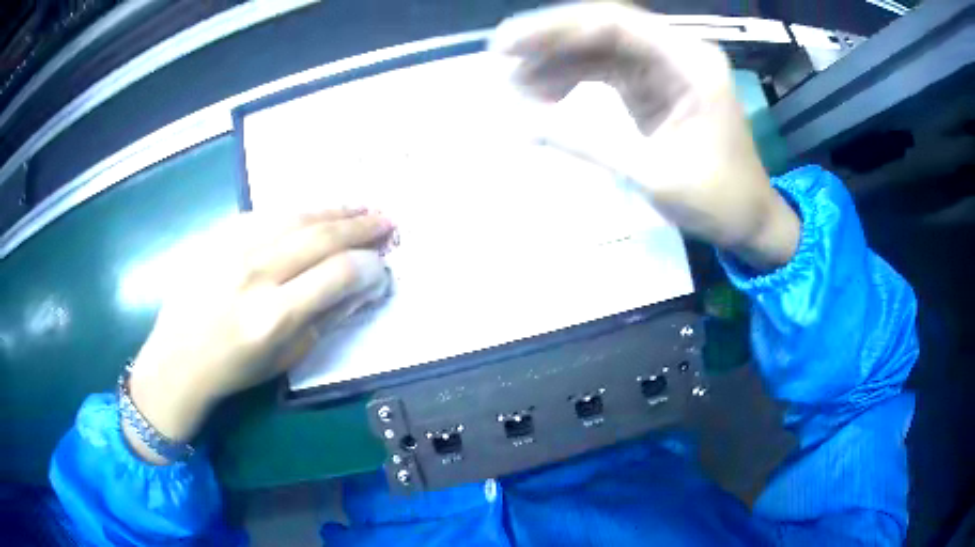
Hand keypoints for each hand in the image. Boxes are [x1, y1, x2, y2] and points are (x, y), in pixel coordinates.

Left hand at [124, 209, 393, 462]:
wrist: (178, 358)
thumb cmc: (235, 369)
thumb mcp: (287, 358)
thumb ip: (326, 318)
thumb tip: (361, 287)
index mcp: (274, 316)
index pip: (338, 274)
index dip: (369, 265)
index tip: (382, 264)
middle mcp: (255, 274)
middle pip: (320, 236)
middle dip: (361, 226)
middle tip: (386, 220)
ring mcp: (231, 249)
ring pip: (295, 216)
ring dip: (334, 210)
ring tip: (359, 207)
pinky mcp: (216, 236)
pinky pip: (264, 214)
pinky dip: (295, 212)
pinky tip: (312, 213)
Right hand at [491, 3, 799, 269]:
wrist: (749, 221)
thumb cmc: (718, 200)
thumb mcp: (654, 175)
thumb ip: (588, 143)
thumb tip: (521, 123)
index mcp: (691, 62)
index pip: (615, 23)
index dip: (556, 28)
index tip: (508, 44)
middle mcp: (679, 53)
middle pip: (604, 28)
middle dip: (550, 40)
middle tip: (500, 57)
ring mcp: (667, 69)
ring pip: (601, 48)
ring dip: (558, 61)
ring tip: (516, 85)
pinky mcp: (656, 88)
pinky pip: (608, 71)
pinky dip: (575, 80)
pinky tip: (546, 96)